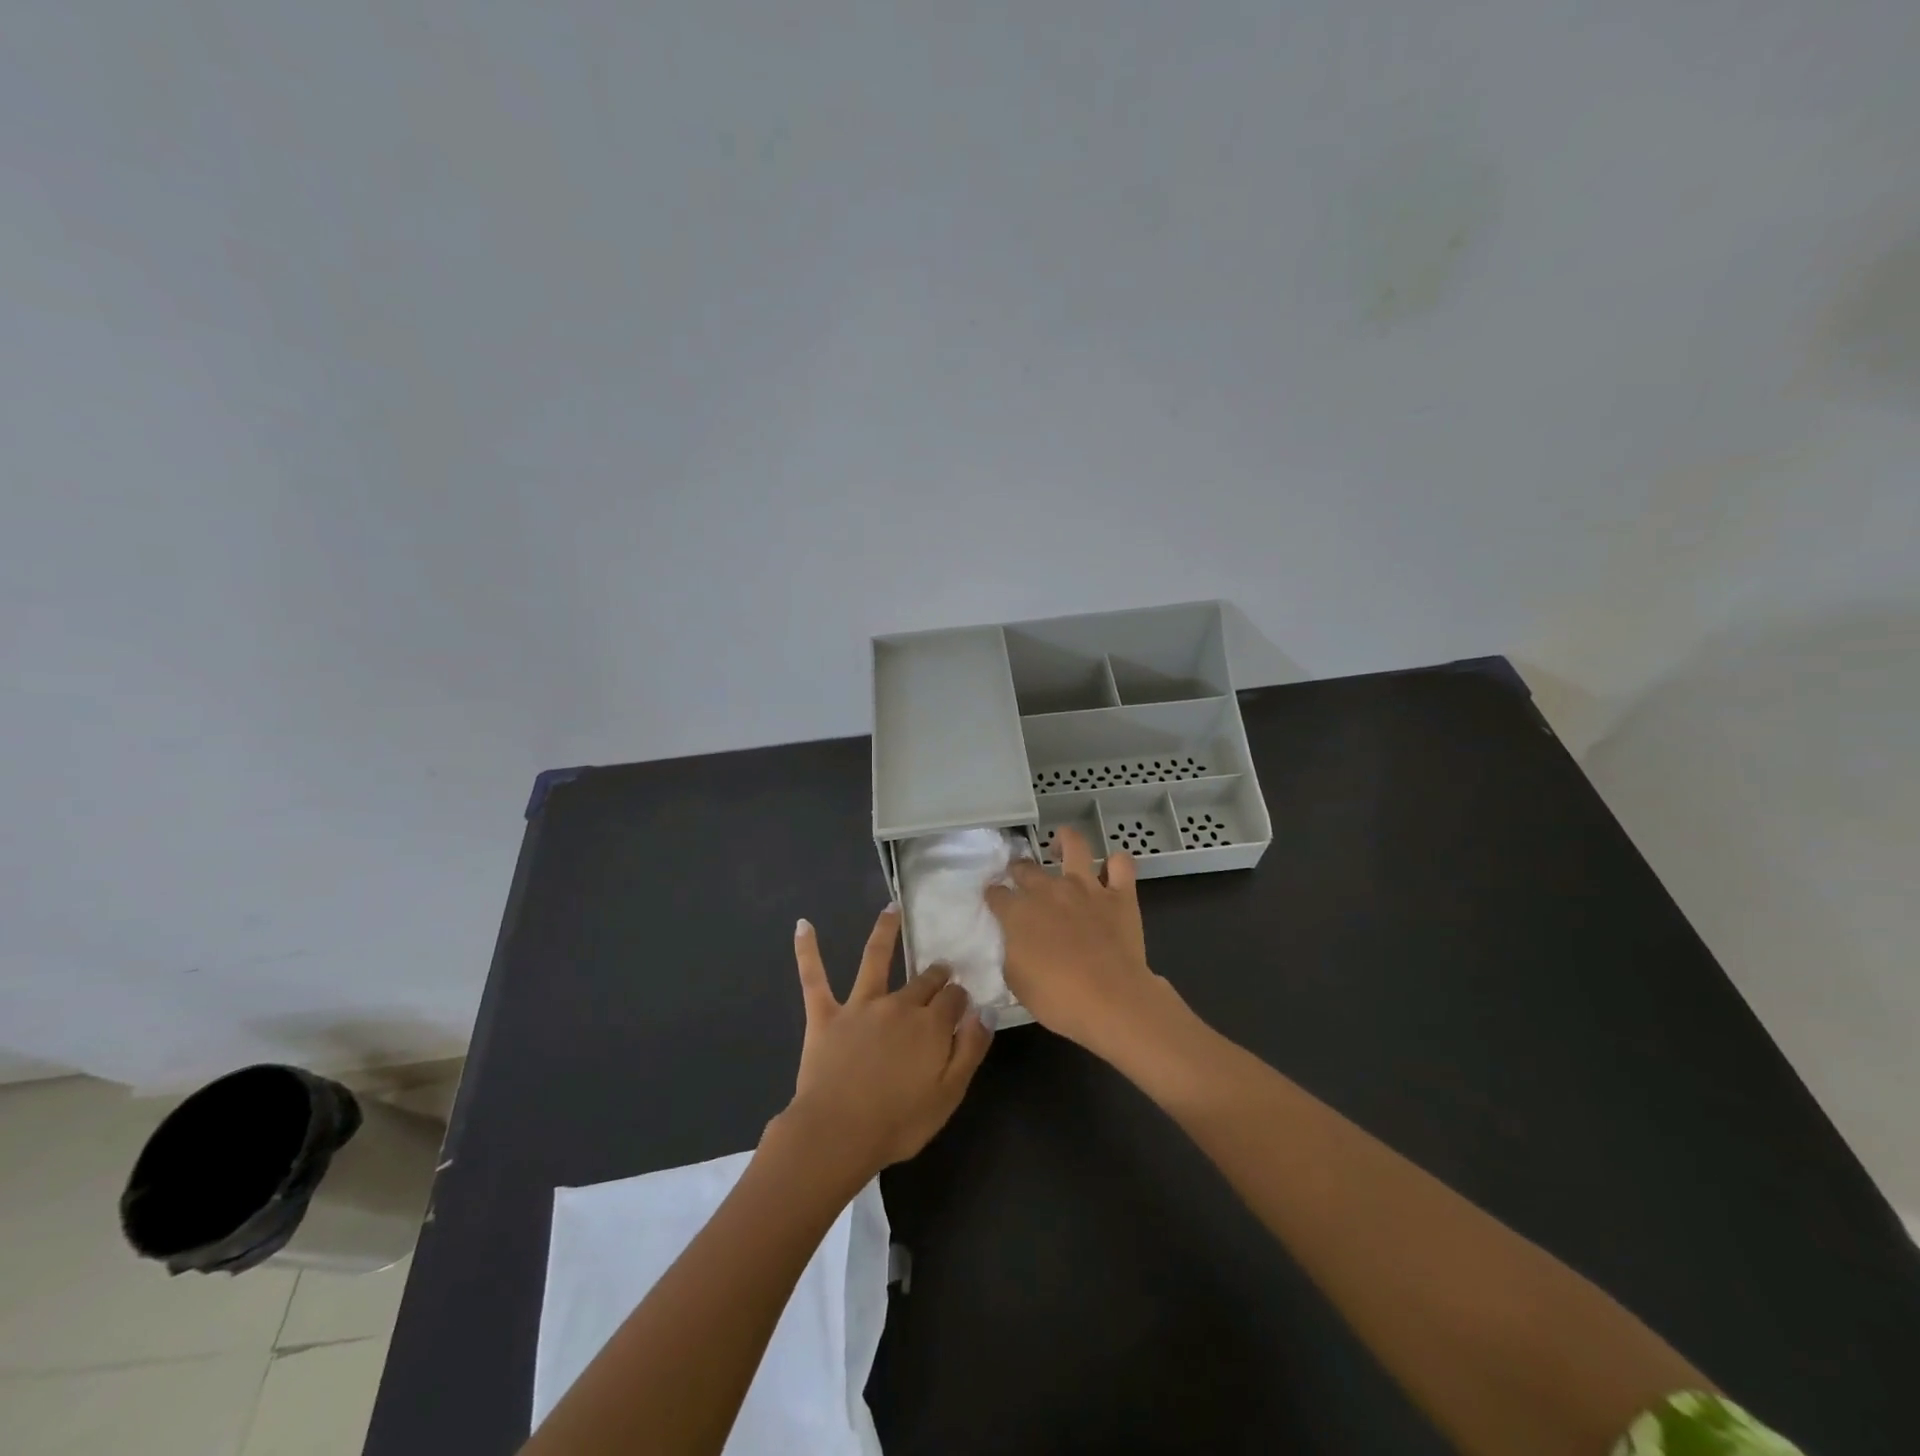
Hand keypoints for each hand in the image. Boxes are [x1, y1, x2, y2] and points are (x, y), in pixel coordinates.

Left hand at [782, 907, 992, 1179]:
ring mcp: (860, 1006)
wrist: (838, 1134)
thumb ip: (971, 1049)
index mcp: (931, 1024)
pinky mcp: (825, 1015)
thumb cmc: (899, 1122)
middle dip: (936, 972)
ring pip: (874, 959)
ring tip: (892, 909)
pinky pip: (814, 978)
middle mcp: (898, 1004)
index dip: (961, 999)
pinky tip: (803, 924)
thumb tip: (986, 1011)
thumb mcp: (950, 1094)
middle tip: (942, 970)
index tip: (963, 1004)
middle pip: (923, 979)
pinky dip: (807, 950)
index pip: (954, 998)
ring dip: (885, 931)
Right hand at [985, 827, 1171, 1054]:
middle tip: (1021, 878)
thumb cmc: (1057, 998)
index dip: (993, 895)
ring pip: (1074, 844)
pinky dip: (1116, 864)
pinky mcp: (1120, 894)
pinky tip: (1111, 871)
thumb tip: (1013, 941)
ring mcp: (1086, 887)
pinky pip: (1121, 864)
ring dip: (1065, 841)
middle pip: (1026, 867)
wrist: (1111, 1000)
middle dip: (1018, 869)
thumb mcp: (1016, 981)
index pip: (996, 894)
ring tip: (1060, 847)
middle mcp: (1049, 890)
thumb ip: (1011, 953)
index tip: (995, 901)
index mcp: (1018, 912)